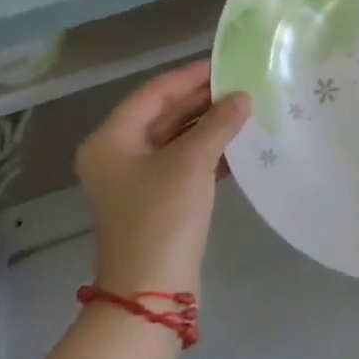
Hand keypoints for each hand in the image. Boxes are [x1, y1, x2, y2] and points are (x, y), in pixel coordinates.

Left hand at [74, 60, 248, 295]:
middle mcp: (118, 154)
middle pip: (165, 114)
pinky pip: (183, 162)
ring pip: (177, 138)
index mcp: (112, 139)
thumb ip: (218, 123)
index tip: (226, 64)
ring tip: (247, 110)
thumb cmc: (162, 218)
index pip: (155, 92)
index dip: (191, 76)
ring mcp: (136, 179)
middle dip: (204, 101)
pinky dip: (209, 151)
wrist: (151, 294)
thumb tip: (242, 97)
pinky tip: (239, 145)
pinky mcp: (156, 200)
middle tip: (242, 85)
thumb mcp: (192, 162)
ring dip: (210, 125)